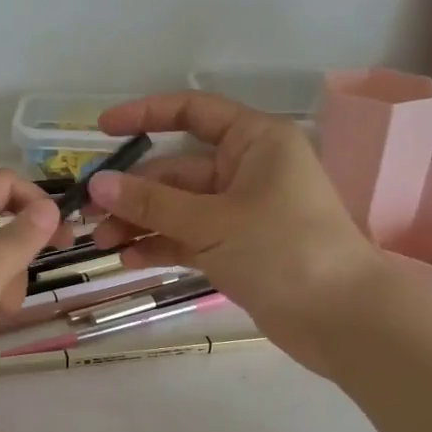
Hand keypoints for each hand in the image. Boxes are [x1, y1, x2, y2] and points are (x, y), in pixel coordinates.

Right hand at [87, 92, 387, 376]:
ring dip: (141, 222)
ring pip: (179, 207)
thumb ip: (152, 203)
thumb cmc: (284, 250)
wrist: (342, 319)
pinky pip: (190, 238)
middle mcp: (247, 169)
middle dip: (133, 191)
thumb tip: (98, 184)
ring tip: (102, 244)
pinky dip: (162, 245)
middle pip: (177, 170)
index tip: (101, 130)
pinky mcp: (237, 249)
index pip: (193, 112)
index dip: (145, 115)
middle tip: (89, 214)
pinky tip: (129, 260)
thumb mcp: (212, 222)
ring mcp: (241, 212)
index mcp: (254, 142)